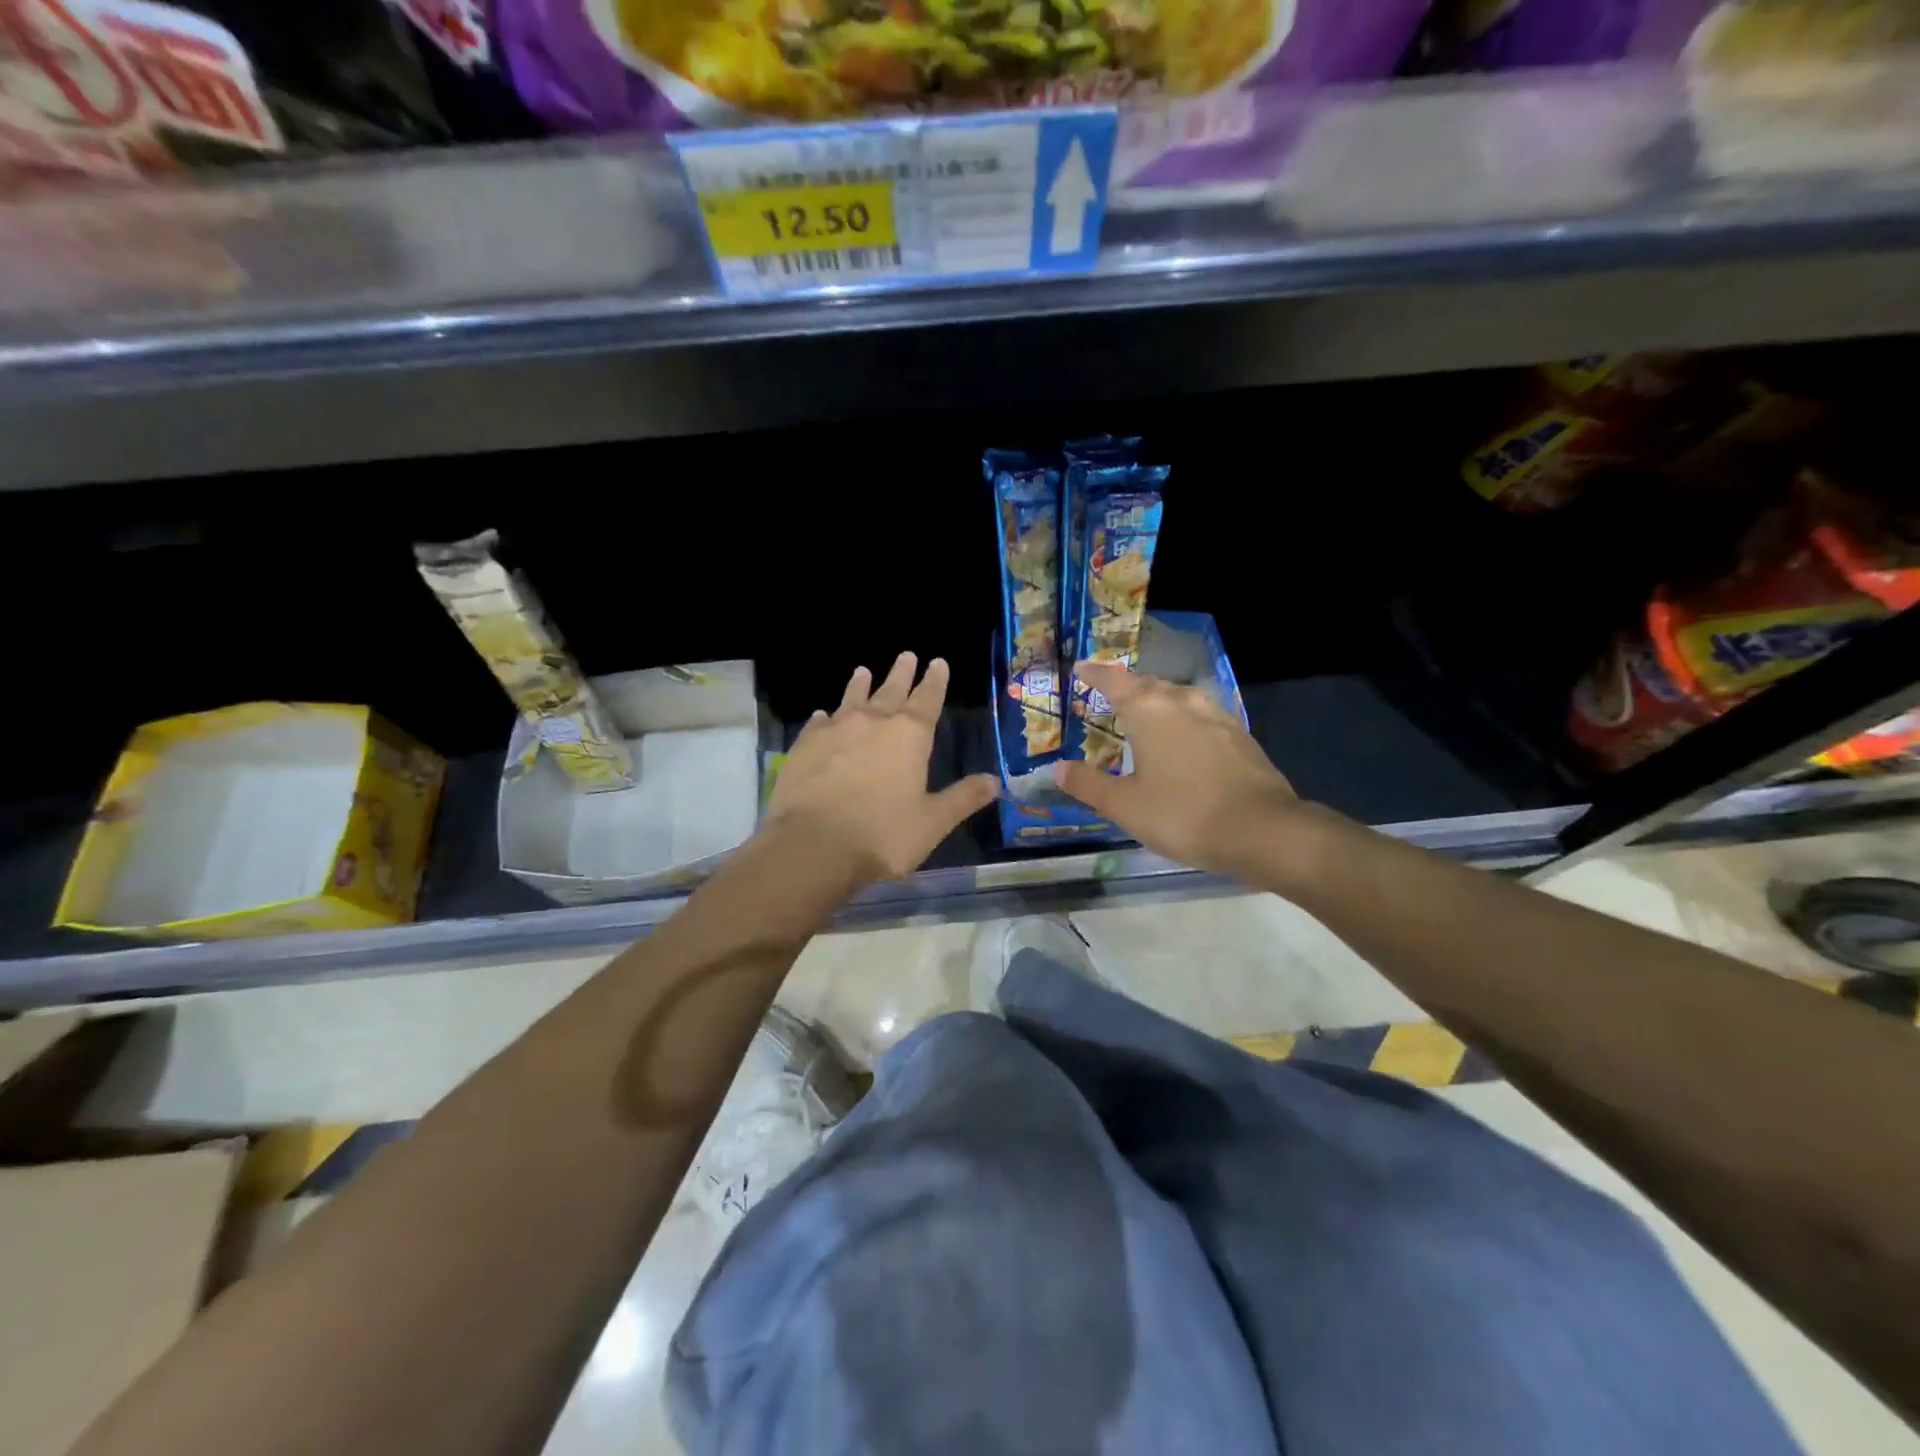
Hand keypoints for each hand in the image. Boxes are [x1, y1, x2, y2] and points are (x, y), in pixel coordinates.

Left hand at [766, 653, 998, 882]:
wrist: (812, 846)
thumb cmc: (882, 835)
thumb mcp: (932, 822)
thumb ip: (962, 799)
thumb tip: (994, 781)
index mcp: (909, 736)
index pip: (927, 700)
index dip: (935, 681)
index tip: (938, 662)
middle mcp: (872, 723)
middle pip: (890, 691)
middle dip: (901, 673)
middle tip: (906, 655)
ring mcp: (834, 732)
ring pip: (851, 700)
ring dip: (860, 685)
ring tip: (863, 670)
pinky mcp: (804, 747)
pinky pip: (818, 723)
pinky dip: (824, 717)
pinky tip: (822, 715)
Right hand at [1058, 661, 1300, 880]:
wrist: (1262, 830)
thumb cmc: (1183, 814)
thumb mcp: (1125, 806)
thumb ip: (1089, 785)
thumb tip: (1060, 768)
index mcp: (1149, 711)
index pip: (1114, 681)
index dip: (1094, 673)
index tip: (1081, 668)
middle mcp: (1183, 702)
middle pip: (1149, 684)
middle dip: (1128, 687)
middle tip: (1112, 698)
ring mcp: (1217, 716)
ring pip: (1180, 697)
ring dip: (1160, 701)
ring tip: (1148, 715)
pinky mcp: (1241, 736)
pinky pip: (1203, 716)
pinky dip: (1185, 720)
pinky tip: (1187, 740)